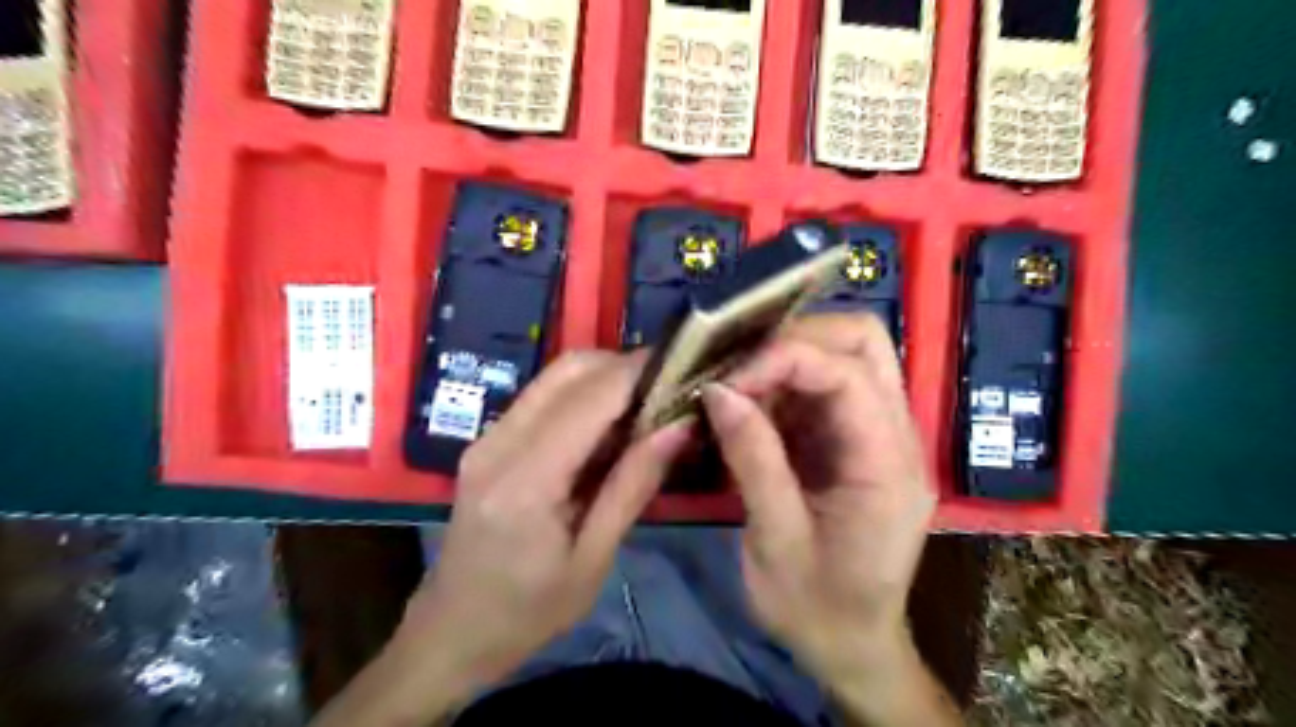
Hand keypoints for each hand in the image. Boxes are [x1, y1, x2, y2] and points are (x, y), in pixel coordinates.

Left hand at [400, 353, 692, 696]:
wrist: (451, 631)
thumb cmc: (528, 612)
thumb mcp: (593, 559)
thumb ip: (634, 485)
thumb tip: (679, 427)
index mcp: (526, 480)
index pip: (591, 398)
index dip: (638, 373)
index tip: (683, 367)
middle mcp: (499, 443)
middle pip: (568, 369)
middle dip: (623, 365)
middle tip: (668, 386)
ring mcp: (487, 437)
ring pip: (554, 376)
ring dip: (603, 376)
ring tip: (645, 402)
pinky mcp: (486, 441)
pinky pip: (541, 396)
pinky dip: (581, 394)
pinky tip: (607, 423)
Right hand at [706, 314, 937, 680]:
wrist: (849, 643)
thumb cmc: (816, 606)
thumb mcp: (776, 540)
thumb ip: (753, 459)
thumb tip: (717, 390)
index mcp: (888, 466)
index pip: (847, 373)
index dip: (783, 359)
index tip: (725, 381)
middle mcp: (897, 436)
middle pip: (863, 341)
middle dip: (796, 337)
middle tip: (738, 365)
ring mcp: (880, 433)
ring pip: (847, 353)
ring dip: (788, 355)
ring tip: (738, 382)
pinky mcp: (855, 439)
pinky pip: (825, 384)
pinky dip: (784, 380)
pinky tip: (750, 403)